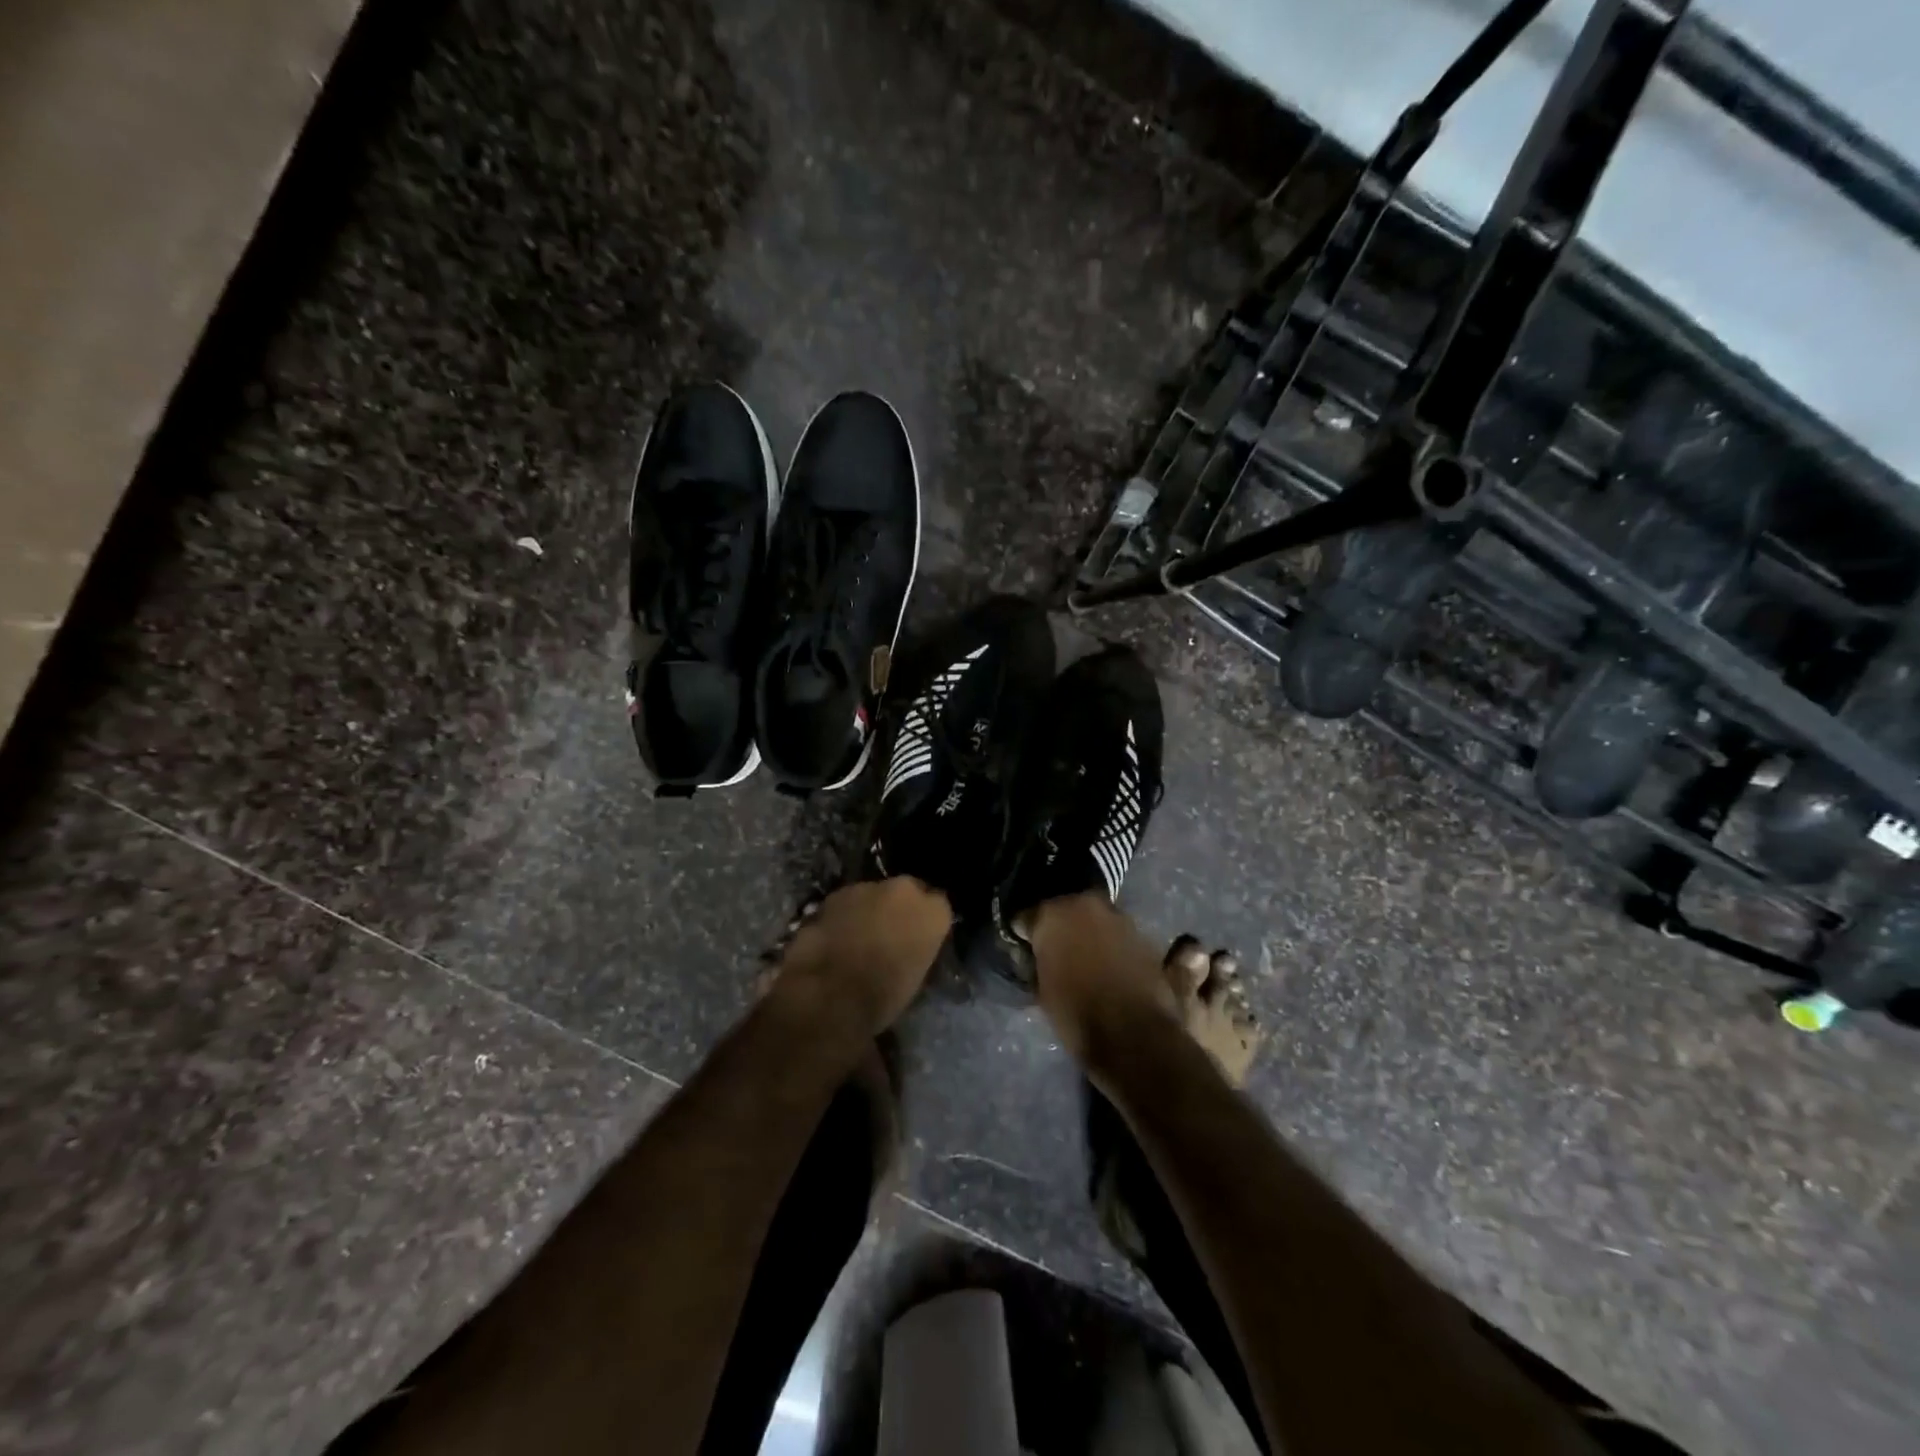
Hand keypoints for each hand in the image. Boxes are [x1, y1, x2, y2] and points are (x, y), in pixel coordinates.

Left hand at [773, 877, 952, 1036]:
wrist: (830, 994)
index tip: (918, 937)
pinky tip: (835, 939)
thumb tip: (910, 946)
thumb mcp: (917, 977)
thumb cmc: (883, 997)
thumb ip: (918, 948)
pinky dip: (844, 916)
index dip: (926, 921)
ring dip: (870, 910)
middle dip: (899, 909)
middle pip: (906, 892)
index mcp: (933, 912)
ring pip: (874, 895)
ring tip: (857, 939)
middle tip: (889, 935)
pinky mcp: (835, 894)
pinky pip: (847, 902)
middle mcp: (904, 890)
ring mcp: (867, 887)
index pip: (939, 905)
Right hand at [1026, 893, 1177, 1066]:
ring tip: (1086, 960)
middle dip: (1061, 926)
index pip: (1028, 914)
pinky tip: (1111, 966)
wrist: (1134, 1037)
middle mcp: (1088, 905)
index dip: (1025, 931)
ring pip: (1097, 920)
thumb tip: (1038, 954)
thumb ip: (1038, 960)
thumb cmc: (1076, 1014)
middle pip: (1067, 909)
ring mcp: (1121, 918)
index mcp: (1054, 913)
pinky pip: (1121, 936)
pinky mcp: (1146, 937)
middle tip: (1055, 950)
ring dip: (1090, 934)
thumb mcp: (1041, 989)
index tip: (1024, 946)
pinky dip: (1114, 946)